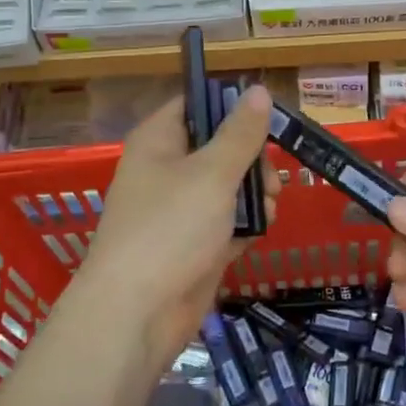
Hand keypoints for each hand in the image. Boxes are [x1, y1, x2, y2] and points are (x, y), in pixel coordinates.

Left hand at [76, 87, 280, 366]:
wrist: (136, 315)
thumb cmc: (170, 229)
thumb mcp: (212, 173)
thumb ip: (240, 133)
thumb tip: (258, 90)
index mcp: (159, 140)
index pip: (195, 103)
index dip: (230, 107)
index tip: (265, 121)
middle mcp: (165, 169)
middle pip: (218, 146)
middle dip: (252, 159)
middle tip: (270, 179)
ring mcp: (178, 209)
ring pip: (226, 186)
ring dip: (253, 194)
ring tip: (269, 208)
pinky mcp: (191, 244)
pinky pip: (224, 222)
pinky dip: (243, 225)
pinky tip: (260, 232)